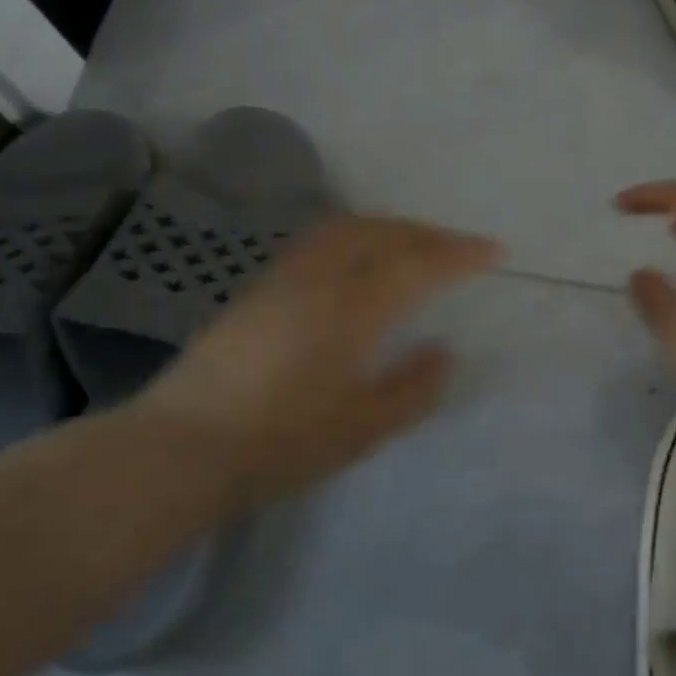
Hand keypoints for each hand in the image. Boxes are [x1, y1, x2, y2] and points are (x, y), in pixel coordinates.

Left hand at [126, 215, 501, 499]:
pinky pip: (320, 242)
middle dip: (427, 233)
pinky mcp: (258, 289)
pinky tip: (357, 262)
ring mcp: (283, 278)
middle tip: (458, 247)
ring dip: (389, 228)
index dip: (460, 253)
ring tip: (413, 245)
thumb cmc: (280, 443)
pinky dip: (356, 237)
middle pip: (382, 232)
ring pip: (346, 229)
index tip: (494, 250)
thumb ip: (412, 388)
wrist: (181, 448)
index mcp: (352, 308)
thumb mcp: (361, 428)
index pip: (418, 263)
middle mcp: (320, 278)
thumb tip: (445, 351)